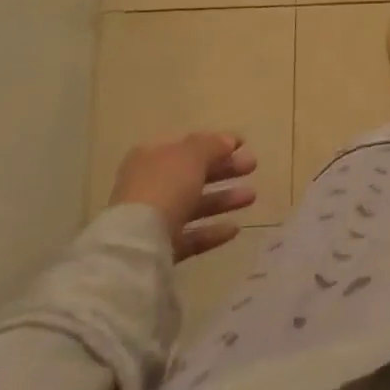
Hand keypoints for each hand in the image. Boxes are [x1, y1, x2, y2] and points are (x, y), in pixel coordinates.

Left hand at [109, 133, 257, 260]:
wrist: (137, 245)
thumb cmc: (164, 187)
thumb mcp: (192, 156)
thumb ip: (213, 145)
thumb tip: (229, 141)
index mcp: (151, 157)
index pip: (187, 145)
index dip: (216, 143)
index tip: (243, 144)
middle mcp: (149, 185)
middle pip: (193, 174)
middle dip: (225, 170)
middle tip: (252, 166)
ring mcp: (153, 219)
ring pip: (194, 205)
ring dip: (224, 199)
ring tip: (251, 197)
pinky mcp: (159, 248)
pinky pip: (191, 236)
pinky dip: (212, 231)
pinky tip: (235, 229)